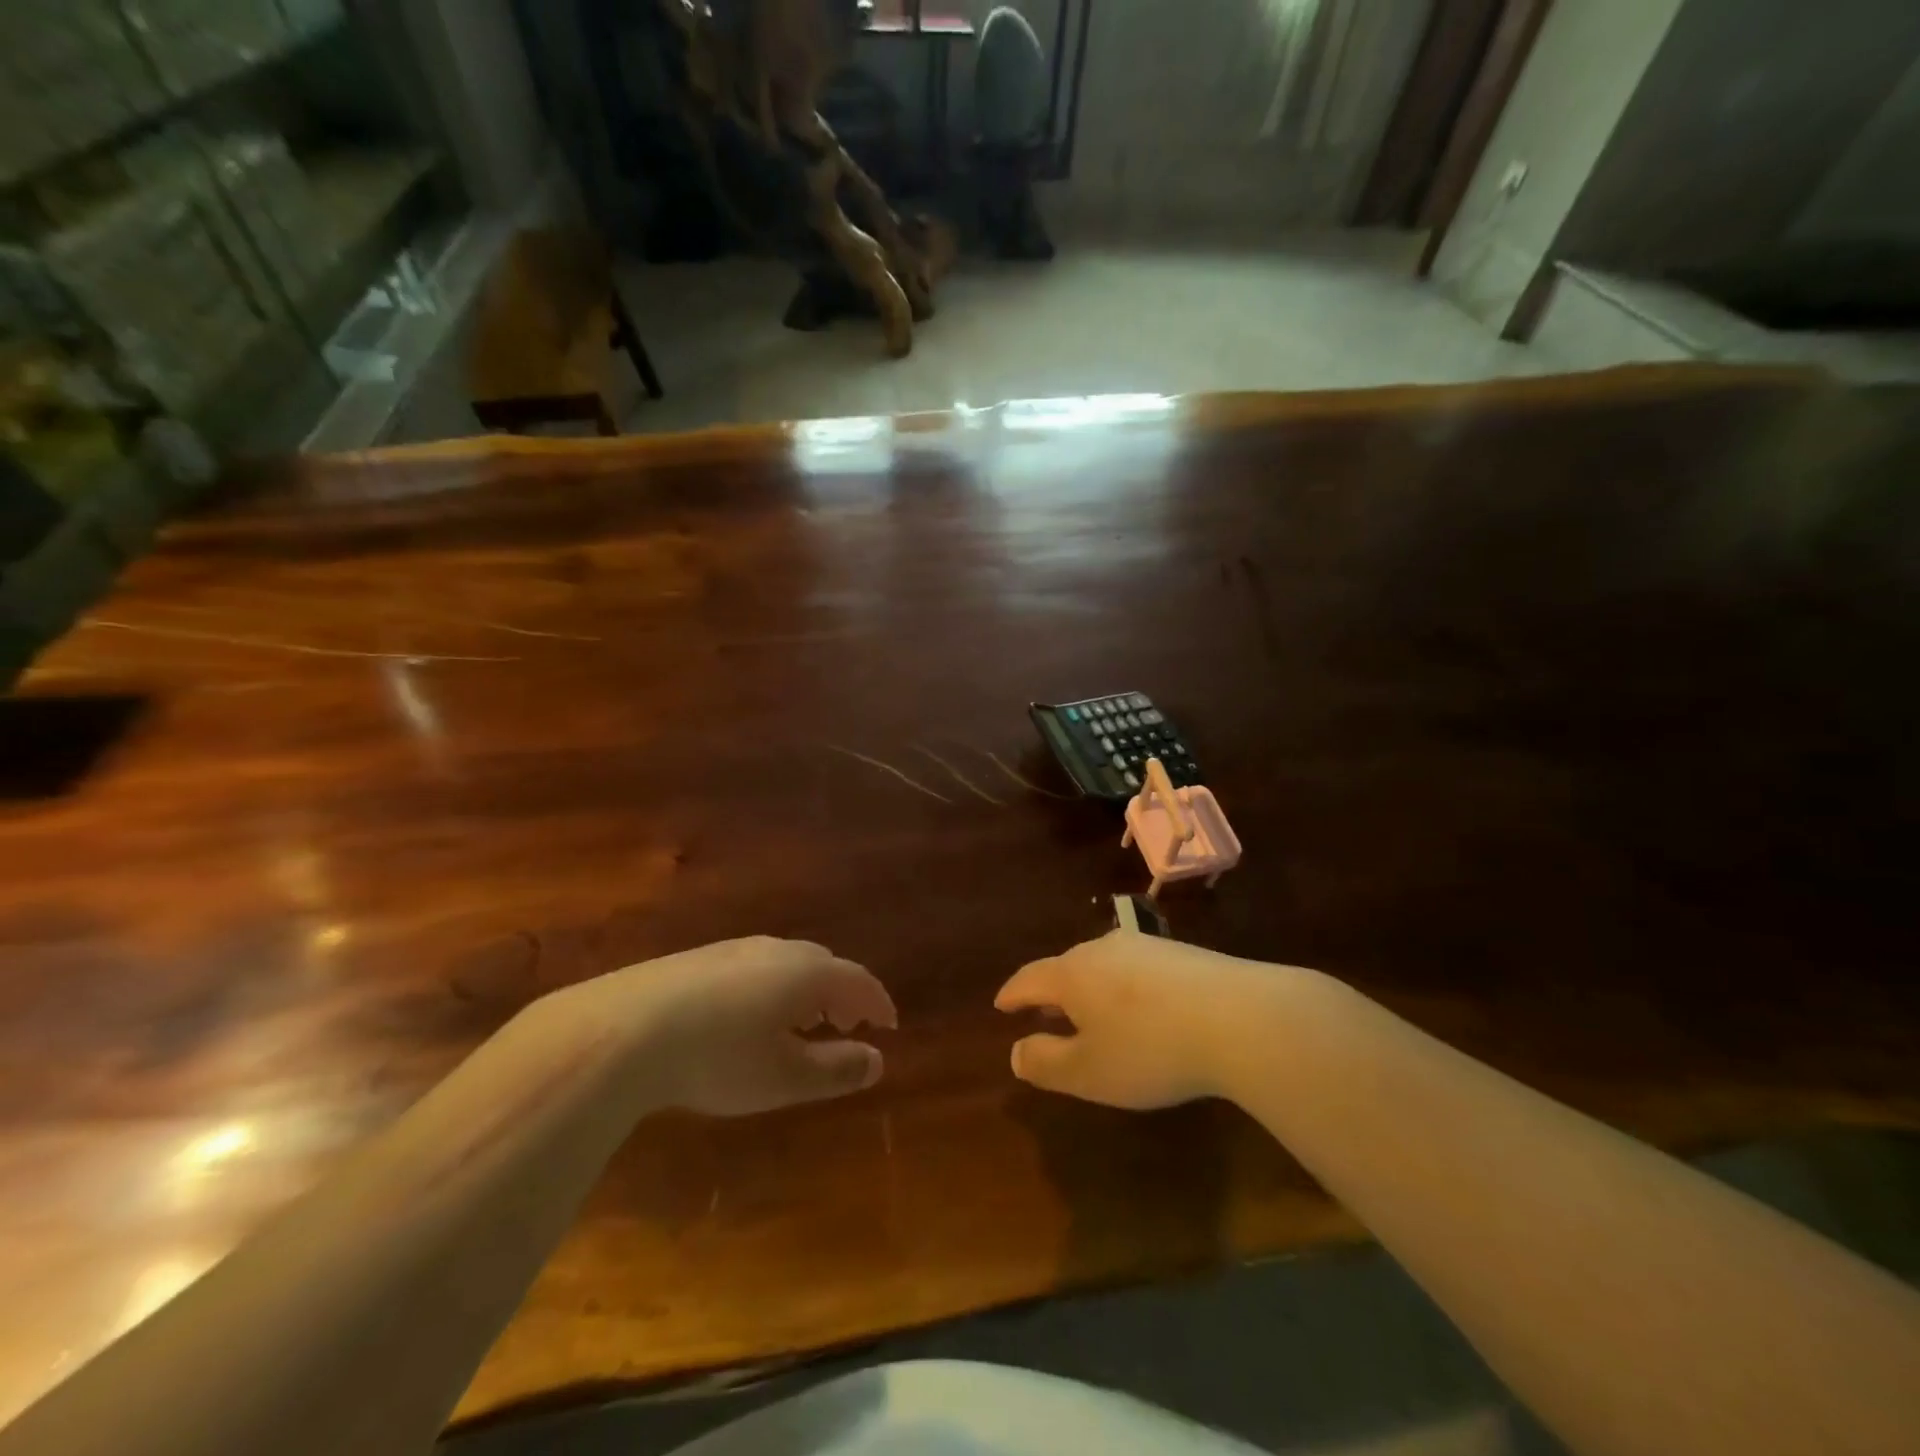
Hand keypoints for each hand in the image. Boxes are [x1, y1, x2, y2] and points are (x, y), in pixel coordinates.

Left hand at [550, 937, 896, 1116]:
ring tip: (801, 1022)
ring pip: (786, 963)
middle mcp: (775, 950)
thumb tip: (877, 1061)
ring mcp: (733, 949)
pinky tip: (749, 1017)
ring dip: (805, 990)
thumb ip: (836, 1069)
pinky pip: (754, 968)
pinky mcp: (697, 959)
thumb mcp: (784, 1078)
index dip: (878, 1003)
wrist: (623, 1030)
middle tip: (847, 1025)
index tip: (890, 1025)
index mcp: (806, 972)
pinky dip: (771, 988)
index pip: (858, 980)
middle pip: (824, 964)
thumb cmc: (718, 1058)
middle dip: (842, 994)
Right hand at [995, 932, 1285, 1108]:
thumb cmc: (1150, 1049)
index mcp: (1072, 974)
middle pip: (1065, 967)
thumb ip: (1046, 1063)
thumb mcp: (1089, 1072)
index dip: (1012, 994)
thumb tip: (1016, 1052)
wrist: (1240, 1018)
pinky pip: (1135, 969)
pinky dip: (1123, 988)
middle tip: (1044, 1013)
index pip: (1029, 979)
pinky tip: (1140, 1009)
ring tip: (1091, 1012)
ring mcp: (1144, 947)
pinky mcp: (1181, 953)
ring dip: (1089, 988)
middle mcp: (1102, 950)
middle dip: (1051, 991)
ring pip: (1102, 965)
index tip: (1001, 1005)